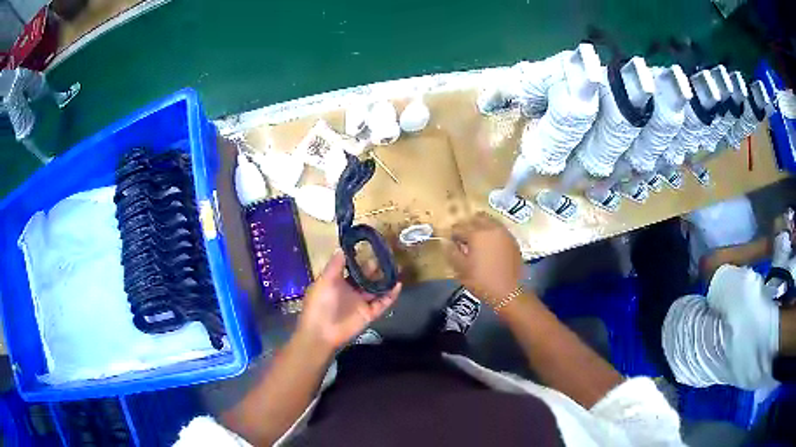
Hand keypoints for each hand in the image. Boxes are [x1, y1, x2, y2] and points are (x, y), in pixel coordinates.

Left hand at [297, 250, 401, 352]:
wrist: (321, 332)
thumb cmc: (320, 304)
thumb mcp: (324, 281)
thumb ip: (335, 265)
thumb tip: (341, 248)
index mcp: (338, 282)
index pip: (352, 268)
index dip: (360, 259)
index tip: (370, 246)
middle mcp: (351, 291)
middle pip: (367, 277)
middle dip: (376, 267)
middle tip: (388, 255)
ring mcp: (361, 303)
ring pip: (377, 289)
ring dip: (386, 280)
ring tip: (397, 268)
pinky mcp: (369, 314)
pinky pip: (382, 303)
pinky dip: (391, 295)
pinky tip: (398, 285)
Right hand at [445, 212, 522, 302]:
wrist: (508, 292)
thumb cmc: (481, 281)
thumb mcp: (461, 269)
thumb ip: (452, 252)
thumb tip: (446, 242)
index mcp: (476, 234)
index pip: (459, 227)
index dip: (452, 234)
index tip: (451, 242)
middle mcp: (491, 228)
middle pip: (476, 218)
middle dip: (468, 225)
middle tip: (463, 238)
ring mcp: (504, 233)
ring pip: (490, 221)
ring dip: (481, 227)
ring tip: (477, 241)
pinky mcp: (513, 241)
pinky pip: (499, 230)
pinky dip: (492, 233)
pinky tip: (490, 246)